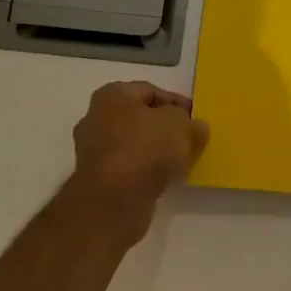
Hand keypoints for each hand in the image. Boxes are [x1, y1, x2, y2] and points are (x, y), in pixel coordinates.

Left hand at [67, 81, 208, 240]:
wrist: (113, 199)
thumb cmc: (146, 149)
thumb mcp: (180, 126)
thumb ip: (191, 123)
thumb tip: (195, 127)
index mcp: (112, 95)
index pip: (151, 91)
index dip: (177, 102)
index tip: (196, 118)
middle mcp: (96, 117)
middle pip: (140, 117)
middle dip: (166, 127)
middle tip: (190, 139)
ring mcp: (94, 149)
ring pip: (134, 143)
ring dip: (156, 150)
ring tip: (181, 161)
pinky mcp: (97, 177)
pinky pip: (128, 165)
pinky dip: (146, 169)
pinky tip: (164, 178)